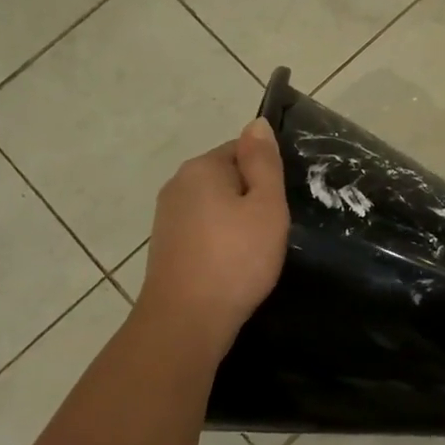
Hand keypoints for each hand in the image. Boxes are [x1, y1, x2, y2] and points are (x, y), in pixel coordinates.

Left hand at [138, 120, 289, 359]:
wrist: (186, 320)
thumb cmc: (236, 258)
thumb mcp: (265, 205)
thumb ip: (263, 162)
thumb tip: (257, 123)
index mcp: (202, 167)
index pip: (242, 149)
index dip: (267, 174)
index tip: (279, 205)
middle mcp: (178, 184)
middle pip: (226, 177)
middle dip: (250, 197)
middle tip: (272, 229)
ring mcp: (166, 217)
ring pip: (214, 206)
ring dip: (235, 221)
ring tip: (255, 251)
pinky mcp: (165, 246)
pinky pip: (202, 230)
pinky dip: (220, 240)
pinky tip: (232, 264)